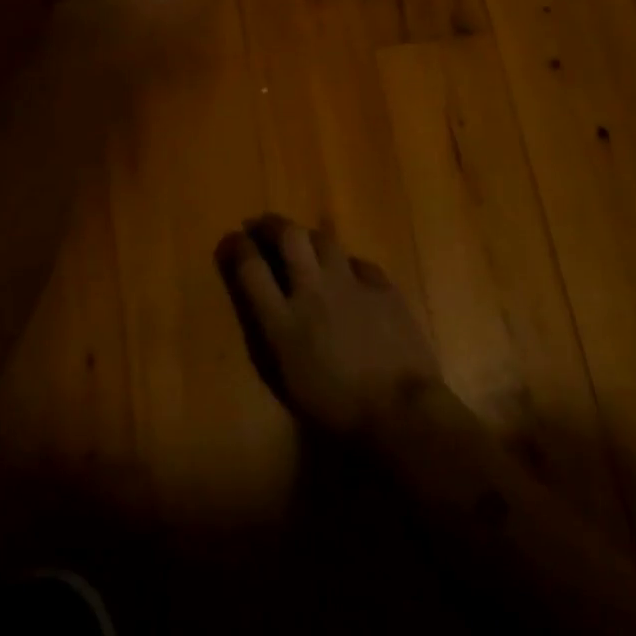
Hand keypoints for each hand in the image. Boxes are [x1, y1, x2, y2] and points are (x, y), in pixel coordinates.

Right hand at [216, 215, 444, 437]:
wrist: (401, 411)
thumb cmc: (338, 410)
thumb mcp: (289, 379)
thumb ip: (275, 336)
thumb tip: (271, 309)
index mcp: (283, 321)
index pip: (251, 269)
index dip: (238, 247)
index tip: (234, 239)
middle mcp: (312, 291)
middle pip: (289, 237)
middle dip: (272, 225)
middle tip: (263, 226)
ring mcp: (349, 284)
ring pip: (323, 239)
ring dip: (308, 237)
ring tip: (304, 243)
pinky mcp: (382, 286)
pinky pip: (358, 262)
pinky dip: (347, 264)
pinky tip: (348, 273)